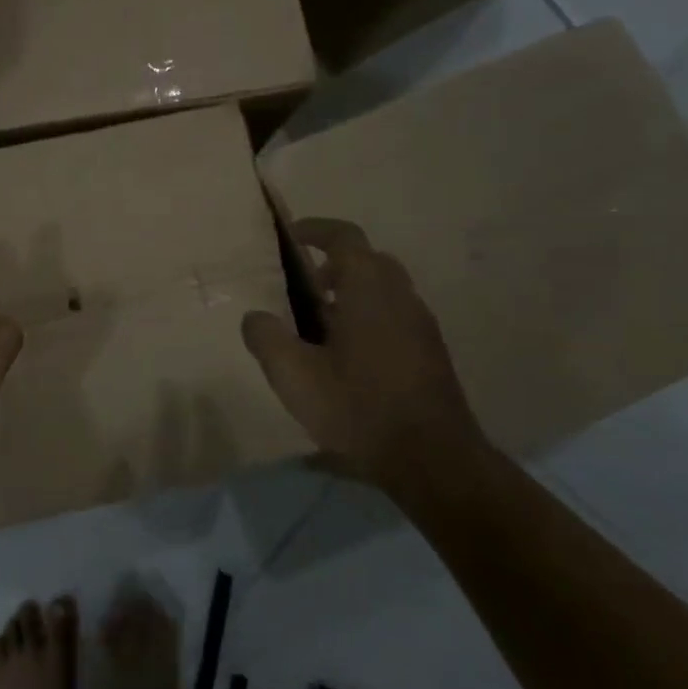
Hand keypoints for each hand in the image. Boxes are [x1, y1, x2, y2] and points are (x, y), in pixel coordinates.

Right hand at [241, 218, 483, 489]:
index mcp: (367, 289)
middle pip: (368, 259)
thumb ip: (267, 338)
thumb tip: (255, 317)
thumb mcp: (294, 376)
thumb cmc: (358, 408)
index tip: (291, 236)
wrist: (432, 459)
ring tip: (321, 321)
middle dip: (335, 261)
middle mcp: (400, 295)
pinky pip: (396, 314)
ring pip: (385, 288)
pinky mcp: (431, 351)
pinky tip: (349, 354)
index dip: (316, 229)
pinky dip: (370, 315)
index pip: (344, 237)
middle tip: (305, 282)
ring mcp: (422, 323)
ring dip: (354, 290)